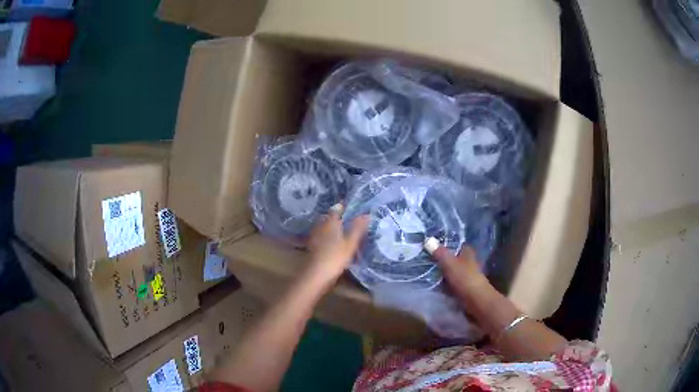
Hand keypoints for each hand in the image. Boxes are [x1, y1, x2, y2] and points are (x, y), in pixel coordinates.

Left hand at [306, 204, 369, 285]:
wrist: (317, 274)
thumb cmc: (336, 256)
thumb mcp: (351, 242)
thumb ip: (358, 228)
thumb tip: (367, 214)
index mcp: (330, 222)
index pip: (336, 209)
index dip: (343, 207)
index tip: (350, 206)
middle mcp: (320, 226)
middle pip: (327, 217)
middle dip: (335, 216)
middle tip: (346, 218)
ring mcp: (315, 236)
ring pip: (323, 227)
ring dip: (330, 226)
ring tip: (340, 230)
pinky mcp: (312, 246)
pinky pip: (320, 236)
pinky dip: (326, 236)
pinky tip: (332, 243)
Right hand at [424, 238, 488, 294]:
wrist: (475, 299)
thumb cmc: (464, 278)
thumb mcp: (449, 263)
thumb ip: (439, 252)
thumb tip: (428, 240)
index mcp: (466, 251)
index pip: (454, 243)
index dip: (443, 243)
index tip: (429, 245)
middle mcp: (467, 261)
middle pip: (451, 257)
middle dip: (439, 258)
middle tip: (423, 258)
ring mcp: (465, 274)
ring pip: (449, 269)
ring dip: (440, 271)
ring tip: (424, 270)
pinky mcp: (462, 286)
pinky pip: (449, 281)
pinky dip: (442, 282)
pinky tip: (432, 283)